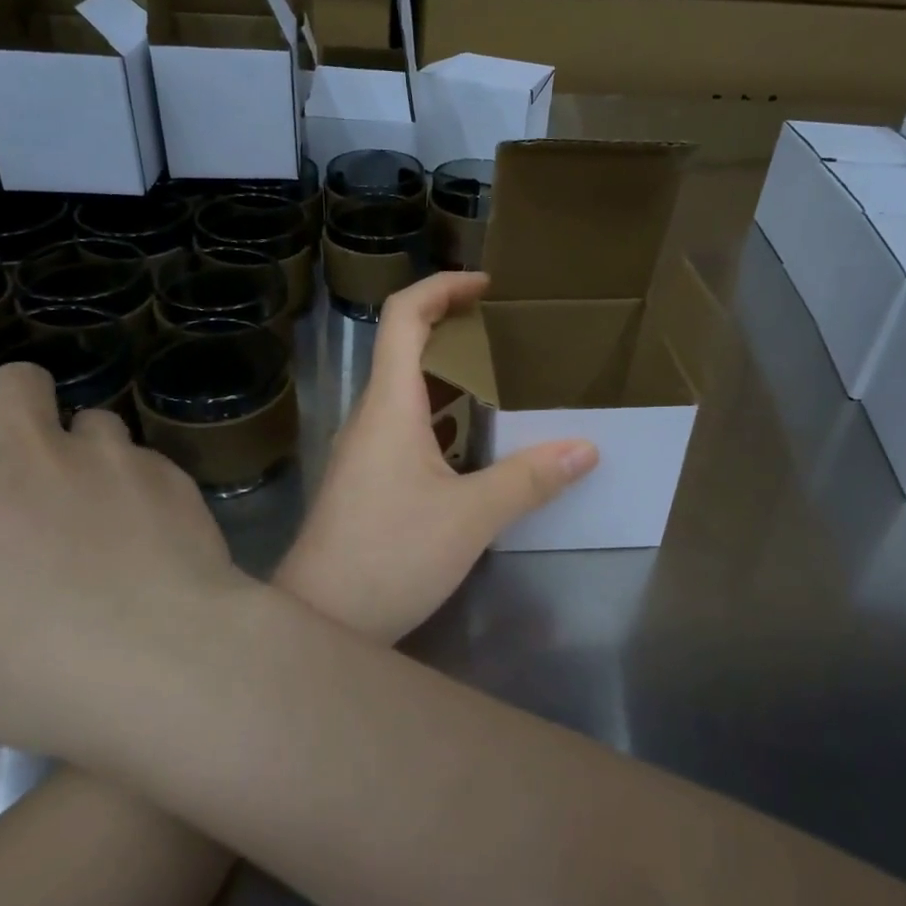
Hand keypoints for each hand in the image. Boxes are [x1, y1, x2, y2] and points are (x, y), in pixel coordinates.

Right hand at [0, 365, 256, 759]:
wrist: (165, 658)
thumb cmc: (30, 673)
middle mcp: (23, 452)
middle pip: (12, 379)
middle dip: (10, 408)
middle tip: (23, 465)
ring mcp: (105, 454)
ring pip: (90, 420)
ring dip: (85, 455)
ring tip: (102, 510)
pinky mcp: (166, 471)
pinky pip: (141, 462)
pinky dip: (135, 489)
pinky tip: (151, 537)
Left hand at [275, 273, 597, 641]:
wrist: (321, 619)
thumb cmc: (389, 556)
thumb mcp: (470, 517)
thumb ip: (528, 479)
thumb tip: (585, 447)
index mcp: (388, 405)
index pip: (404, 316)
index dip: (443, 287)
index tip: (487, 285)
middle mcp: (370, 416)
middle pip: (405, 347)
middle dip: (455, 328)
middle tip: (509, 336)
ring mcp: (364, 450)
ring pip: (407, 392)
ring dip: (450, 376)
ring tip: (503, 384)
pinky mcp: (367, 480)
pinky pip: (407, 428)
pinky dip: (442, 417)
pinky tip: (475, 446)